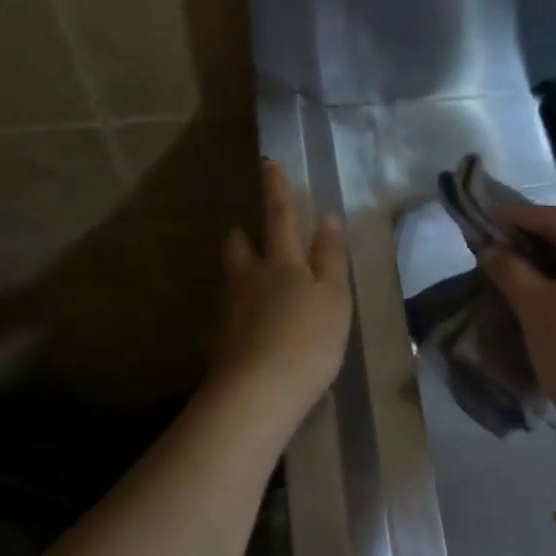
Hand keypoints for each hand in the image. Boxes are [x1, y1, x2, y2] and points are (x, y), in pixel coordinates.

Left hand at [213, 159, 352, 419]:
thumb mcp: (334, 297)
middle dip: (246, 233)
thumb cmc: (308, 340)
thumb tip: (326, 218)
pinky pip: (230, 308)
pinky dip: (240, 305)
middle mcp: (249, 277)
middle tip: (254, 234)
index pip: (279, 215)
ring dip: (241, 268)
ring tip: (255, 278)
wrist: (258, 392)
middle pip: (240, 245)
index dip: (276, 188)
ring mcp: (230, 307)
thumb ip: (331, 257)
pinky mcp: (221, 337)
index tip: (268, 162)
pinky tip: (253, 321)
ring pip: (232, 275)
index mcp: (282, 262)